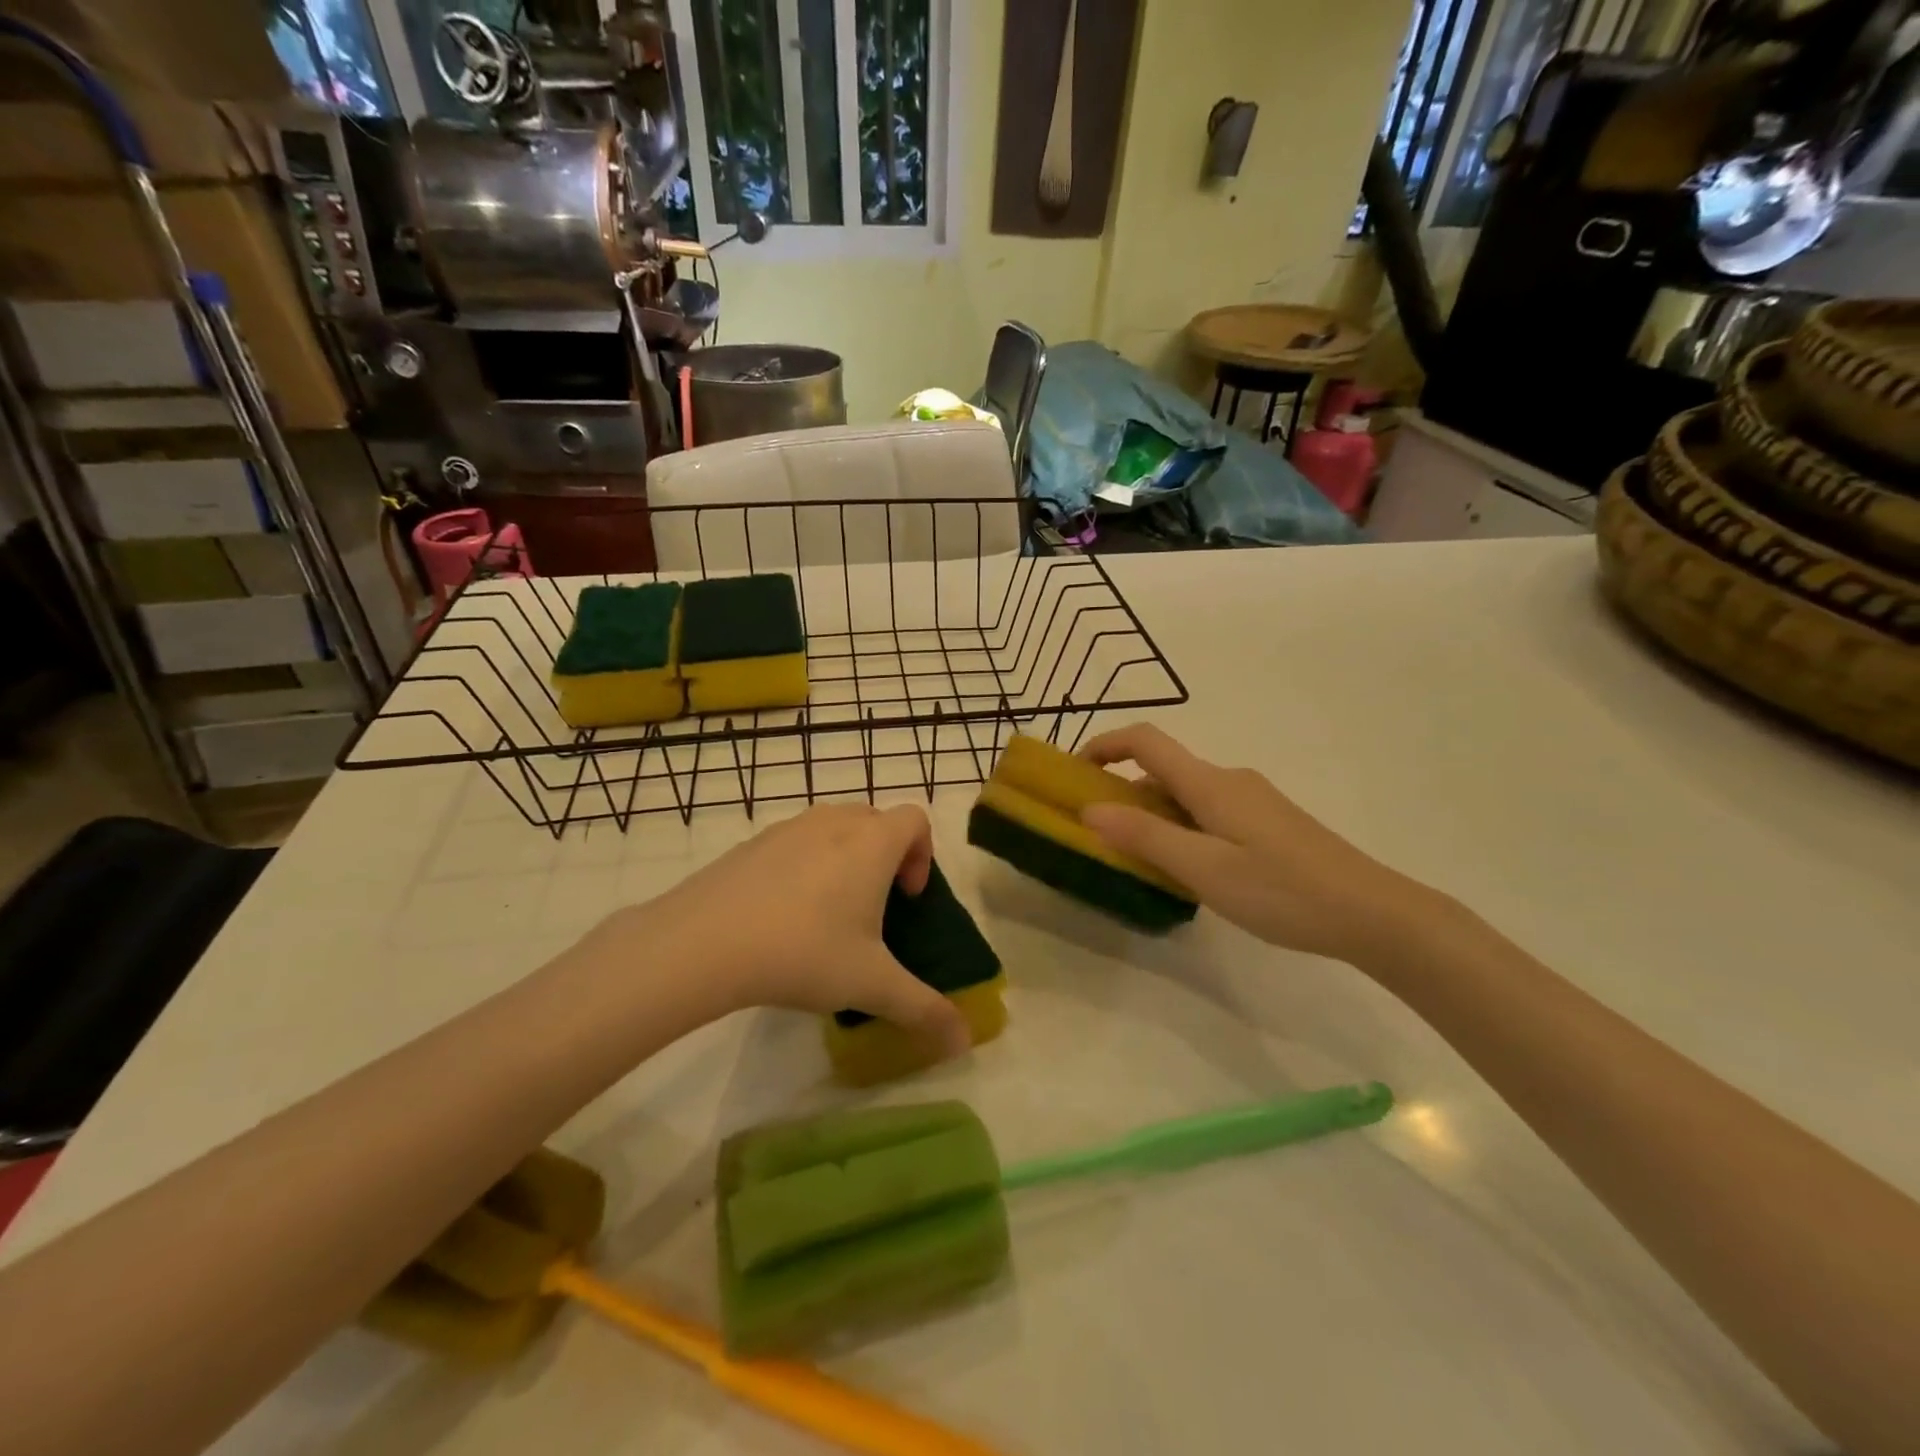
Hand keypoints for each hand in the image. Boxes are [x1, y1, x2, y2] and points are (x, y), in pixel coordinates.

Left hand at [622, 804, 969, 1054]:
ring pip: (833, 828)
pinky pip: (794, 842)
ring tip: (828, 913)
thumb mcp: (870, 985)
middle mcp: (834, 822)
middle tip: (874, 908)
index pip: (916, 819)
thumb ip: (923, 1009)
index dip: (923, 854)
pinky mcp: (751, 843)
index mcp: (872, 842)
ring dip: (844, 858)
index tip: (907, 898)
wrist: (703, 942)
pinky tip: (782, 916)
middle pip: (876, 820)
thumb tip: (963, 1042)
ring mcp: (788, 827)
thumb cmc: (804, 951)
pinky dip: (803, 865)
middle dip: (885, 857)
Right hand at [1079, 724, 1434, 964]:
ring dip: (1154, 817)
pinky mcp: (1268, 822)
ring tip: (1141, 865)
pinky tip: (1190, 872)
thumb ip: (1145, 837)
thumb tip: (1089, 809)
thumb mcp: (1203, 868)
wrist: (1372, 912)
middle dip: (1124, 795)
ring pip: (1186, 796)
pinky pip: (1208, 813)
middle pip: (1163, 771)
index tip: (1074, 773)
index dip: (1105, 745)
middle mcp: (1229, 780)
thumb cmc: (1281, 889)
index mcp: (1209, 783)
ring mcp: (1253, 800)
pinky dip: (1182, 829)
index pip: (1146, 741)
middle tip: (1101, 839)